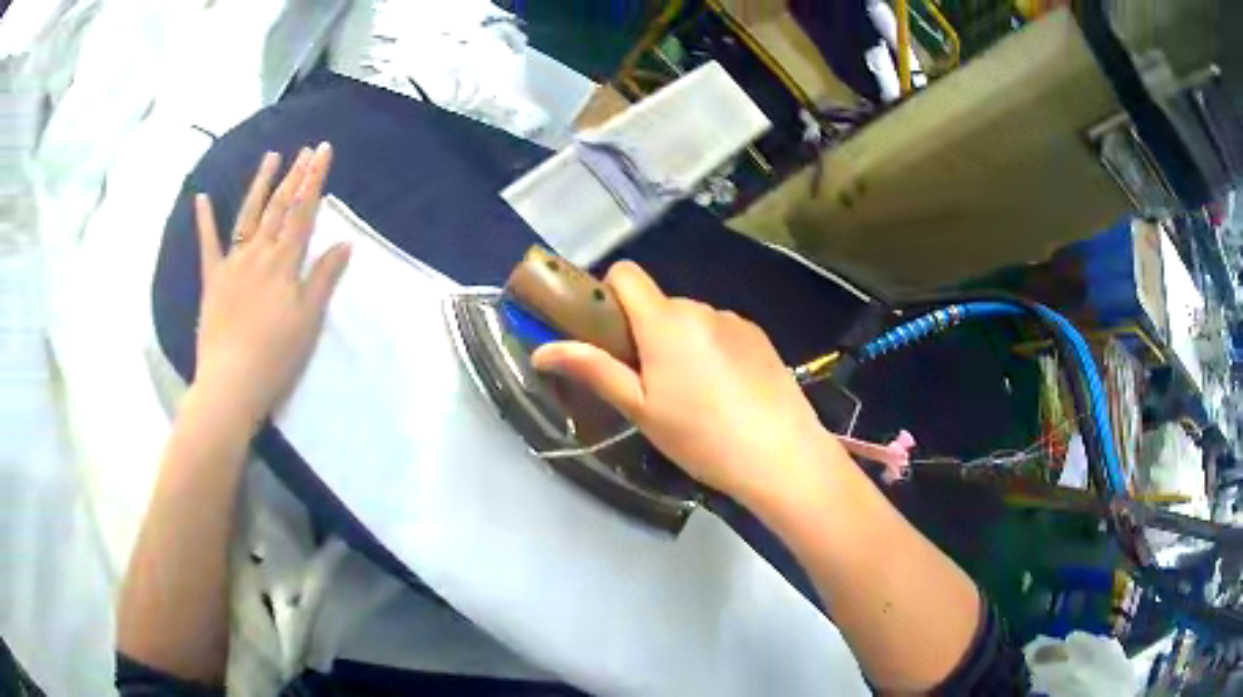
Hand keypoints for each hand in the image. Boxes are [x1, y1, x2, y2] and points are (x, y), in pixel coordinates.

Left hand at [192, 143, 350, 427]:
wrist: (231, 383)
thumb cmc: (276, 357)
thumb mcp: (308, 321)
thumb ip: (323, 278)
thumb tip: (344, 243)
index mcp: (284, 263)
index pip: (303, 212)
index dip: (314, 180)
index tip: (323, 151)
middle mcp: (258, 253)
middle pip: (279, 207)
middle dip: (295, 176)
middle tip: (306, 149)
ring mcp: (232, 264)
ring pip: (248, 215)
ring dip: (260, 185)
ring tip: (271, 157)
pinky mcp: (212, 280)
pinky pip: (208, 245)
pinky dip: (204, 221)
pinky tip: (201, 198)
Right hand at [532, 262, 837, 504]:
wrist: (781, 455)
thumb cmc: (701, 436)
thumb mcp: (639, 408)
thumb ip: (593, 370)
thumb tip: (540, 350)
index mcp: (666, 320)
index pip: (625, 273)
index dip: (607, 295)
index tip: (607, 337)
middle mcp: (701, 308)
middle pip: (657, 303)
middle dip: (644, 332)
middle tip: (649, 385)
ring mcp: (735, 320)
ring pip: (689, 320)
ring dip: (679, 343)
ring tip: (692, 396)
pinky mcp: (759, 337)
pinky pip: (719, 331)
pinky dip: (710, 350)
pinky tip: (724, 393)